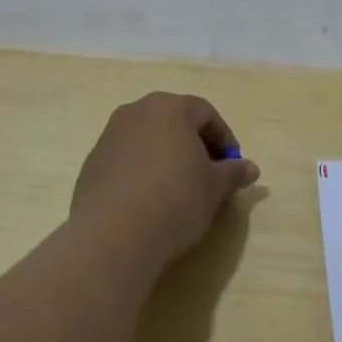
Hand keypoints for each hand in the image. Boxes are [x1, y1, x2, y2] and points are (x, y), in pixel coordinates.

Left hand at [71, 92, 260, 262]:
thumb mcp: (215, 187)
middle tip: (208, 176)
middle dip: (194, 146)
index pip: (205, 113)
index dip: (224, 139)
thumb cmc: (175, 198)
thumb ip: (233, 173)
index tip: (232, 167)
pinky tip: (150, 203)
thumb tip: (250, 168)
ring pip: (148, 141)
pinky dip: (142, 174)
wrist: (114, 233)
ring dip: (167, 159)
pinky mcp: (91, 165)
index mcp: (169, 107)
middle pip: (174, 122)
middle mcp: (135, 112)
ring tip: (179, 192)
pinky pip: (126, 162)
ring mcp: (108, 137)